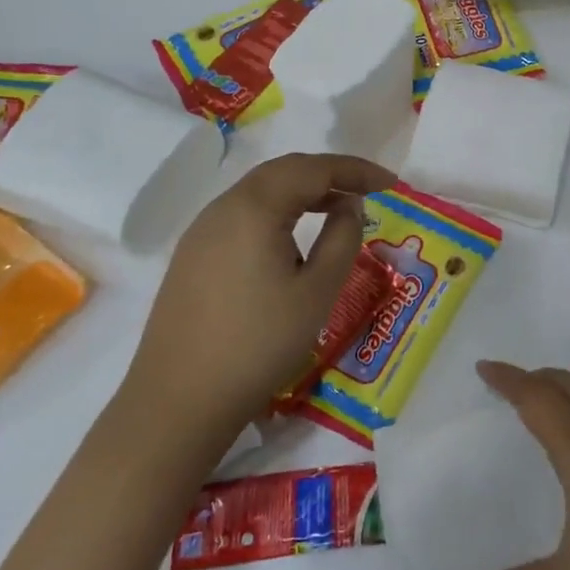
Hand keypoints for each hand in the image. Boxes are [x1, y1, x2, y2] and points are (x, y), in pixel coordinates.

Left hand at [123, 153, 394, 435]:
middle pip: (283, 171)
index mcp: (254, 208)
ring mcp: (201, 232)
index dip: (356, 170)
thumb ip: (342, 238)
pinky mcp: (192, 256)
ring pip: (260, 192)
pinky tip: (292, 239)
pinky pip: (242, 215)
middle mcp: (223, 208)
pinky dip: (277, 212)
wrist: (179, 401)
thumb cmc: (259, 344)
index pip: (314, 168)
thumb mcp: (317, 291)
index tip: (391, 183)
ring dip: (302, 192)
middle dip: (329, 174)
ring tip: (336, 209)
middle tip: (367, 190)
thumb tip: (349, 205)